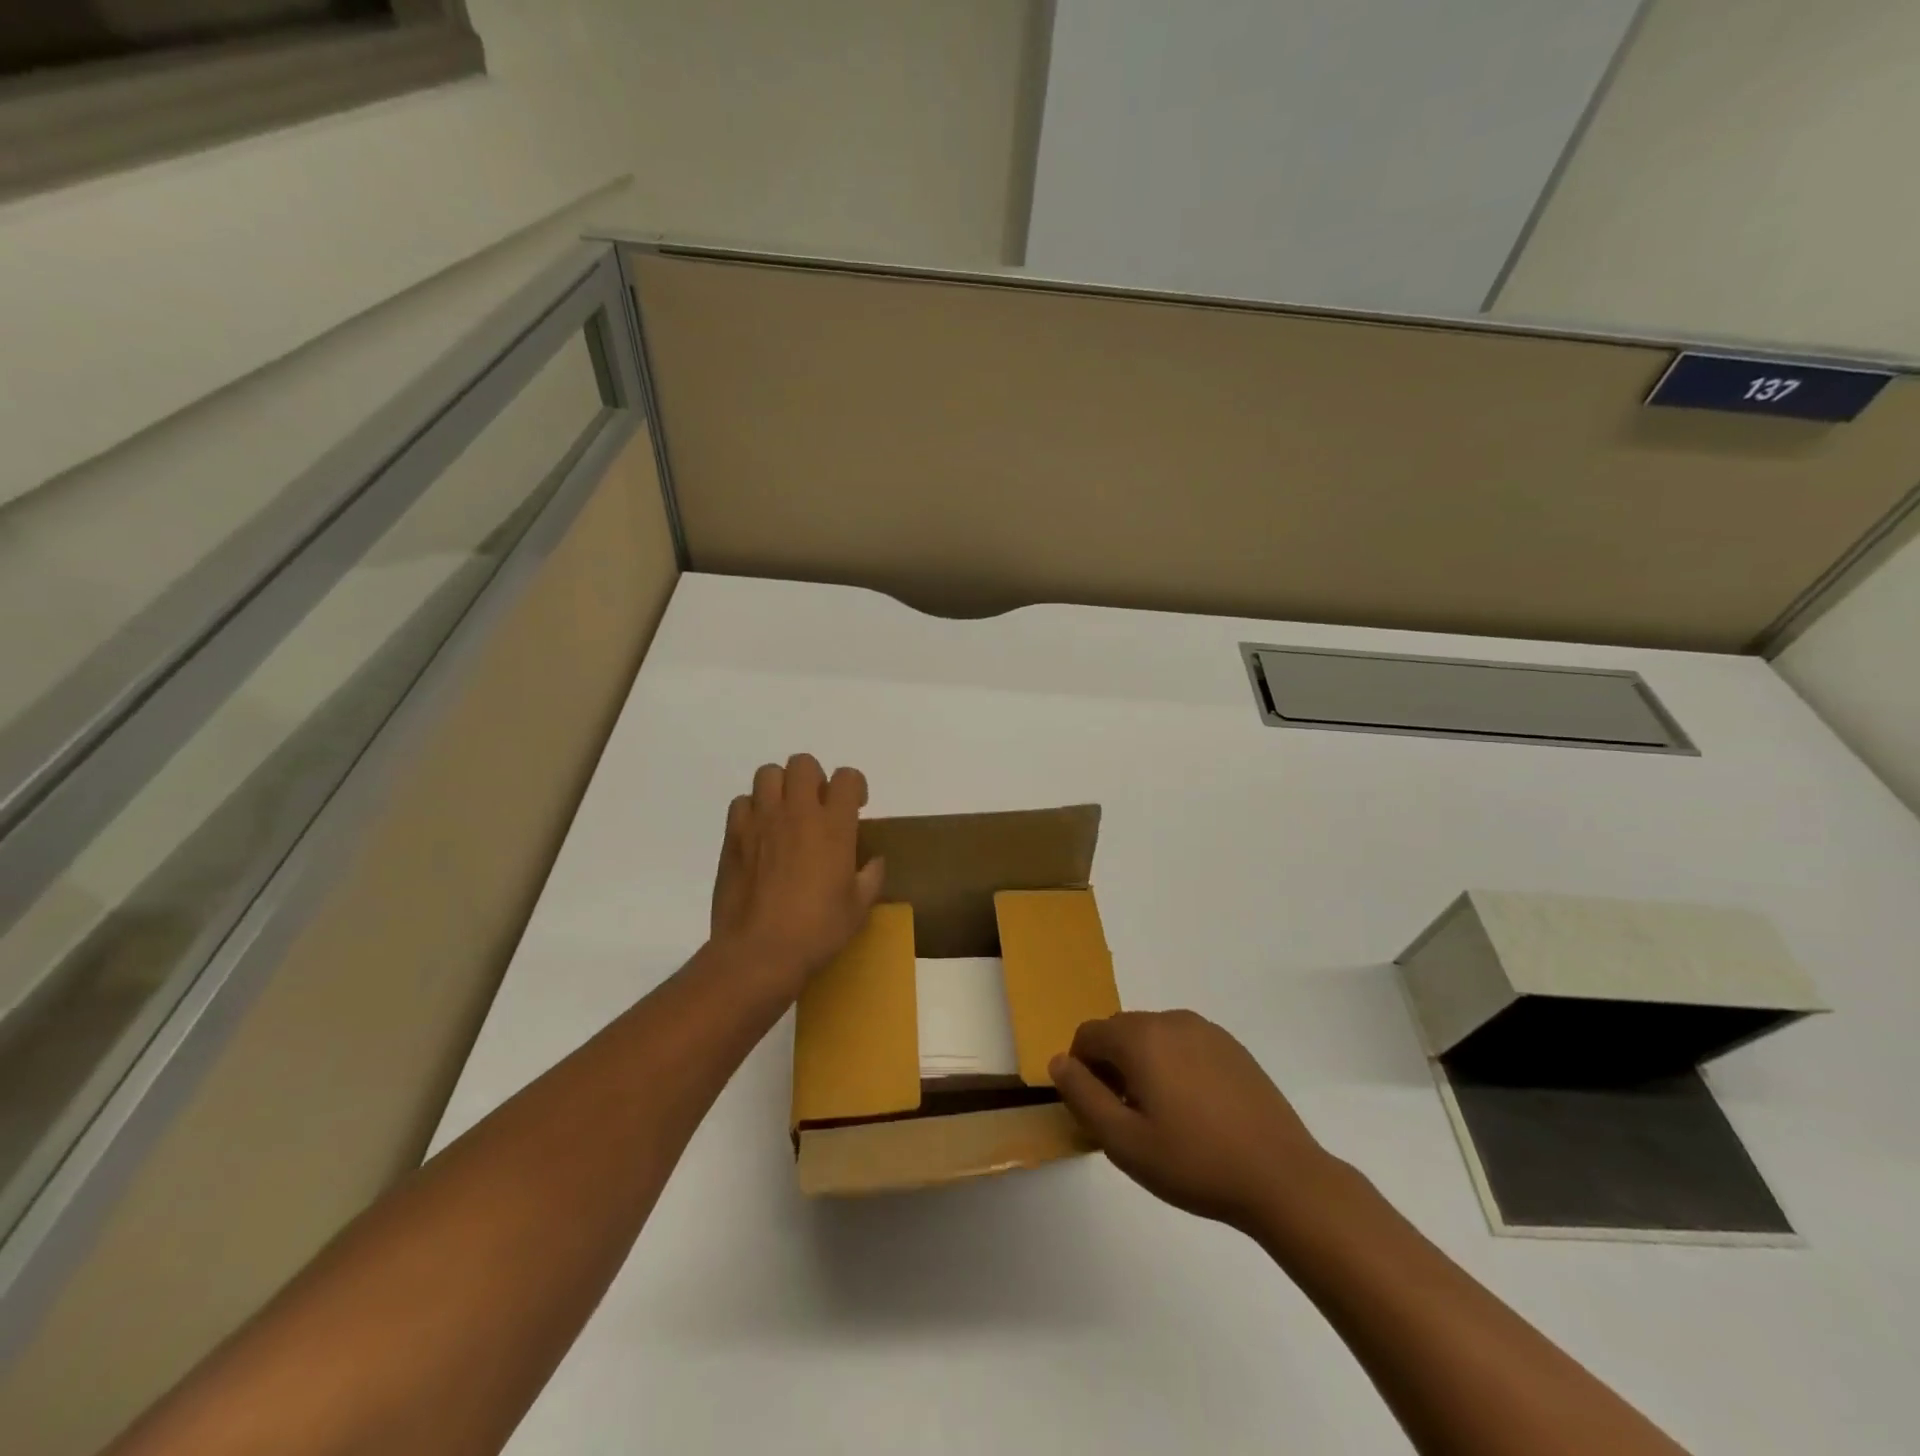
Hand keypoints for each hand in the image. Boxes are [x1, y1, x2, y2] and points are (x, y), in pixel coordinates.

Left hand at [709, 754, 884, 992]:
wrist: (759, 952)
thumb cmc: (817, 931)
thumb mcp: (858, 908)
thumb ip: (871, 877)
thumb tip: (874, 861)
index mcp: (833, 826)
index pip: (847, 777)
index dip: (854, 786)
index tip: (855, 807)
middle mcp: (797, 812)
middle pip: (803, 764)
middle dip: (814, 778)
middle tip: (817, 806)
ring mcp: (761, 821)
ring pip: (768, 773)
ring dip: (781, 787)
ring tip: (785, 814)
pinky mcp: (733, 836)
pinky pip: (741, 802)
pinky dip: (753, 809)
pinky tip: (759, 834)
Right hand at [1049, 1010, 1333, 1235]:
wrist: (1283, 1178)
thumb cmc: (1195, 1163)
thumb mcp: (1123, 1141)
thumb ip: (1082, 1096)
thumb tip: (1058, 1062)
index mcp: (1141, 1037)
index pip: (1088, 1035)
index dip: (1081, 1070)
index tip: (1098, 1111)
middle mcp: (1170, 1020)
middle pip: (1120, 1032)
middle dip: (1112, 1067)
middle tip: (1128, 1119)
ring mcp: (1206, 1030)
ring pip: (1153, 1038)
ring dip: (1143, 1066)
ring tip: (1163, 1118)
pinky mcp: (1232, 1046)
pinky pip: (1185, 1045)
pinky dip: (1175, 1066)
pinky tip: (1196, 1112)